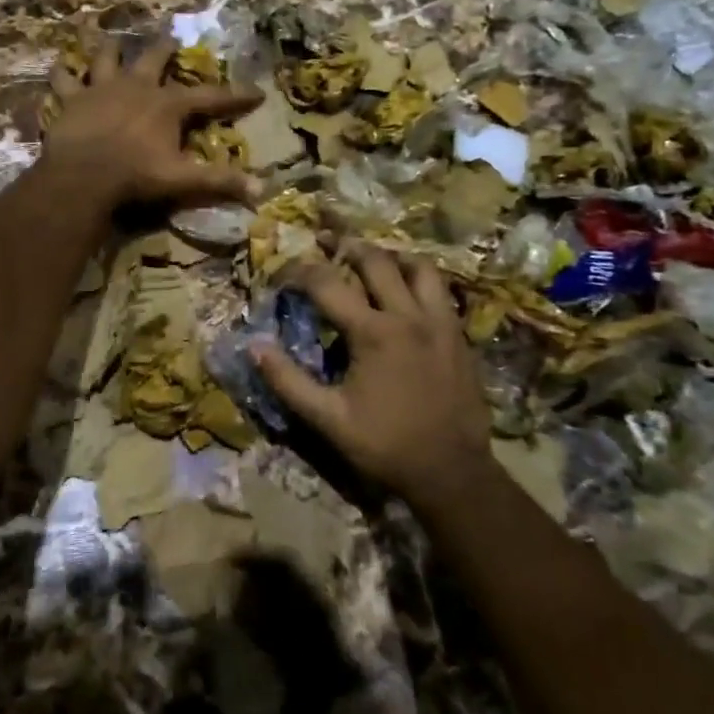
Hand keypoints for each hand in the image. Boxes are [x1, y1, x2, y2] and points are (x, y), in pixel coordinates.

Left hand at [43, 34, 261, 208]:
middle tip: (170, 38)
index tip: (257, 92)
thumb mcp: (182, 179)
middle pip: (154, 58)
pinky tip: (58, 66)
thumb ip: (219, 181)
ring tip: (110, 39)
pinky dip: (61, 73)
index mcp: (167, 104)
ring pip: (105, 58)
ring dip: (109, 49)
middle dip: (165, 48)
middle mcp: (137, 86)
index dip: (236, 95)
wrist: (84, 175)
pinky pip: (63, 79)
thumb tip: (262, 190)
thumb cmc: (136, 176)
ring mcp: (101, 88)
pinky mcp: (72, 99)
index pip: (210, 97)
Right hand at [255, 244, 492, 508]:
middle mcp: (408, 316)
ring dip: (391, 255)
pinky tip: (407, 289)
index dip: (299, 271)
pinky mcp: (459, 334)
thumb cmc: (386, 445)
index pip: (327, 283)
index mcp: (373, 332)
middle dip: (346, 244)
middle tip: (326, 241)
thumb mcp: (329, 420)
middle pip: (375, 260)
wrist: (453, 473)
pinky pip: (440, 289)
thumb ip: (289, 381)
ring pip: (418, 266)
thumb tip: (255, 347)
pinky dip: (419, 278)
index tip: (283, 272)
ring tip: (373, 258)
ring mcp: (439, 322)